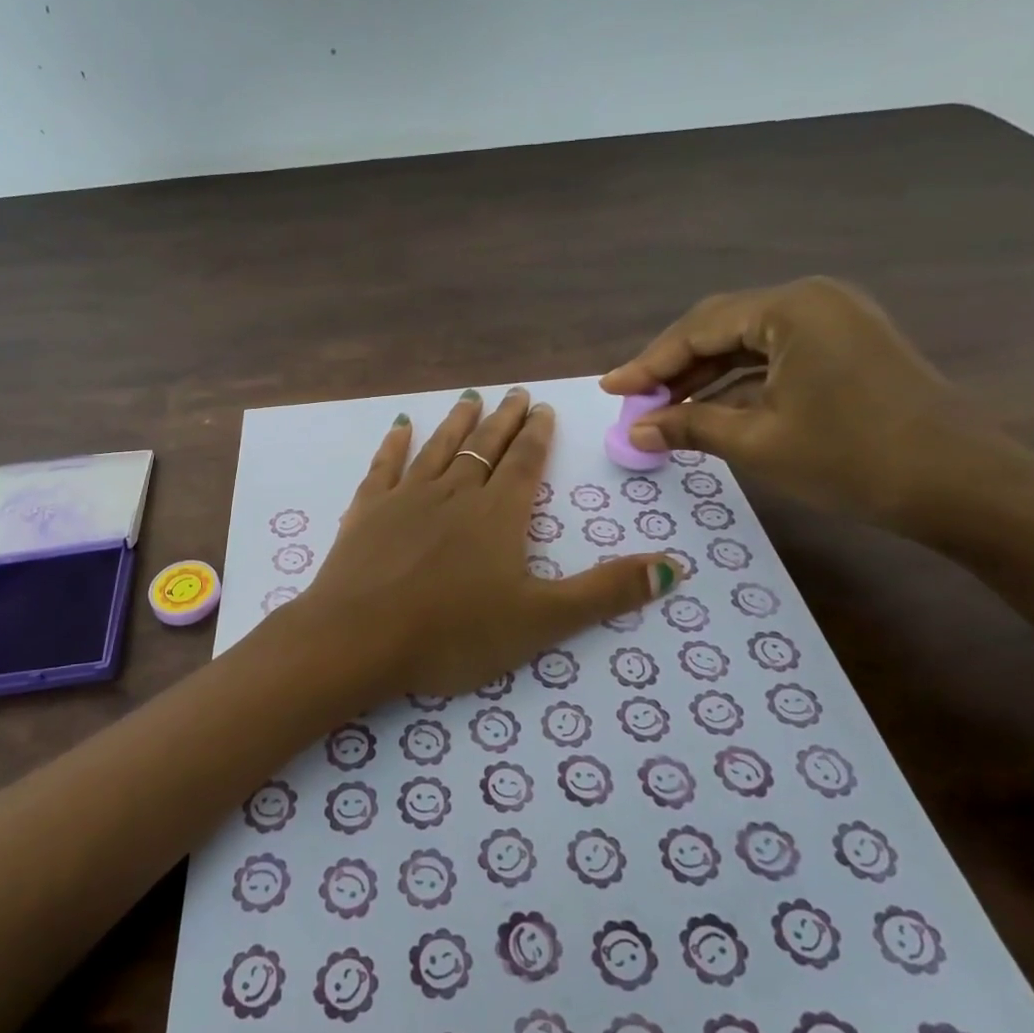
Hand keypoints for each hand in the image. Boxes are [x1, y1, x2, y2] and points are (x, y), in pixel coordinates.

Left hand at [294, 387, 680, 703]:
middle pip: (484, 447)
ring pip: (439, 448)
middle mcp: (454, 494)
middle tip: (516, 393)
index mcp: (497, 515)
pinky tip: (400, 426)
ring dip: (457, 422)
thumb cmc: (453, 634)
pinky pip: (384, 467)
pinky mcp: (366, 512)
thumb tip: (674, 568)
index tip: (543, 410)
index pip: (524, 464)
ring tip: (471, 397)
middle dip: (504, 420)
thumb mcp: (541, 621)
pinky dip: (394, 444)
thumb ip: (605, 592)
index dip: (537, 437)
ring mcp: (406, 498)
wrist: (359, 639)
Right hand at [600, 277, 1033, 540]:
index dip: (648, 363)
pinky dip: (739, 381)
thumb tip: (633, 432)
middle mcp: (813, 300)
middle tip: (633, 402)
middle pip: (721, 327)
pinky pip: (776, 356)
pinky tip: (710, 408)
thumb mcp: (757, 442)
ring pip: (748, 342)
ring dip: (704, 375)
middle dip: (673, 367)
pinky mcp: (849, 346)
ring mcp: (836, 321)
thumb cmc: (852, 458)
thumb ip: (688, 426)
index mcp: (791, 308)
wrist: (963, 487)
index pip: (698, 328)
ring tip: (662, 411)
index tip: (610, 390)